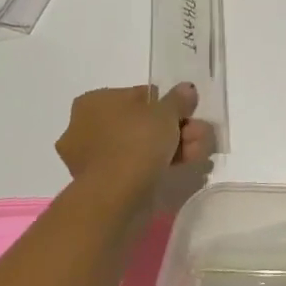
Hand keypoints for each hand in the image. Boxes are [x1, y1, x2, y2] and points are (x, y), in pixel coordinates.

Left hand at [54, 84, 213, 187]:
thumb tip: (186, 89)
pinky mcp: (102, 183)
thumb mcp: (166, 112)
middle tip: (199, 135)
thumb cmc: (136, 142)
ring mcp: (92, 157)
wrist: (115, 196)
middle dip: (175, 129)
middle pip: (142, 123)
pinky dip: (158, 165)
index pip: (138, 96)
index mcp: (95, 102)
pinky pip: (134, 166)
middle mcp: (86, 127)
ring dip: (173, 146)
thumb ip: (178, 99)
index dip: (166, 105)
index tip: (186, 115)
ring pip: (140, 146)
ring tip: (197, 153)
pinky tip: (183, 166)